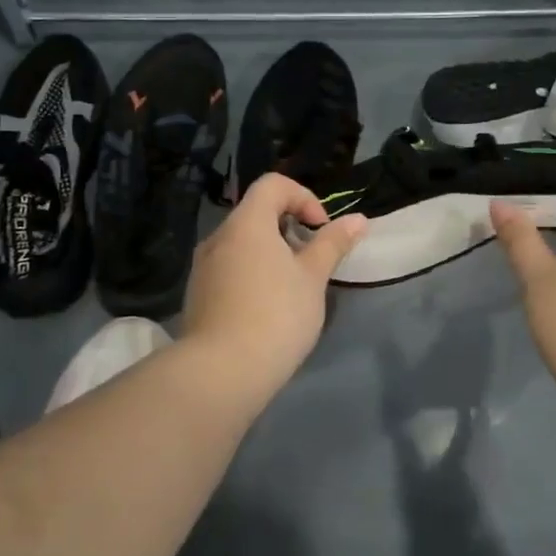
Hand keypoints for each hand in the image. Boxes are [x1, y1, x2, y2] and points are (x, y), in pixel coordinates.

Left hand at [181, 173, 366, 404]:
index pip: (273, 185)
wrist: (222, 371)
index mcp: (246, 224)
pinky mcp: (198, 295)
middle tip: (311, 261)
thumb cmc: (277, 314)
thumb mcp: (313, 278)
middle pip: (256, 214)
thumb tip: (358, 219)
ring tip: (292, 288)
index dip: (303, 197)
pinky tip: (267, 309)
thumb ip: (333, 244)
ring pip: (242, 244)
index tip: (321, 230)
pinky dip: (253, 274)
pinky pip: (230, 269)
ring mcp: (203, 267)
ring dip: (271, 254)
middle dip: (289, 229)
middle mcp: (218, 237)